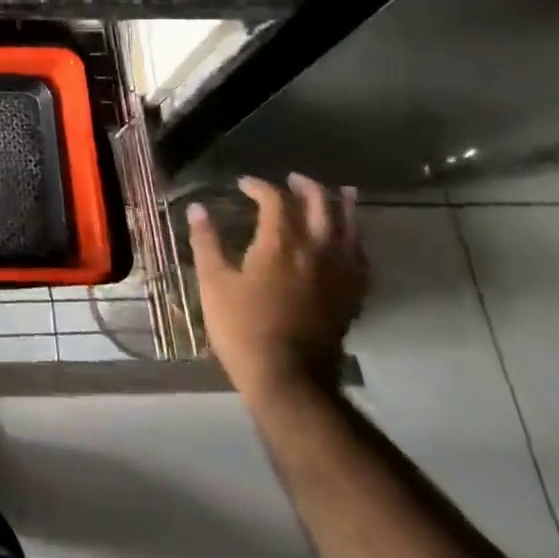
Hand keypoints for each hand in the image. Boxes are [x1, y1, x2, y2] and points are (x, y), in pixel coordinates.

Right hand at [187, 174, 367, 402]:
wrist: (288, 378)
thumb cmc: (242, 327)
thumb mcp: (213, 282)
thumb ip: (206, 242)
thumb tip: (197, 208)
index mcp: (280, 243)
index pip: (275, 199)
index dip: (259, 186)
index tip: (243, 185)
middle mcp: (316, 250)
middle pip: (320, 205)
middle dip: (306, 187)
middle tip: (292, 180)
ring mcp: (340, 273)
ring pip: (350, 227)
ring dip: (343, 206)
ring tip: (342, 193)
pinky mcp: (352, 295)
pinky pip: (362, 257)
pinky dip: (357, 240)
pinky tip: (352, 240)